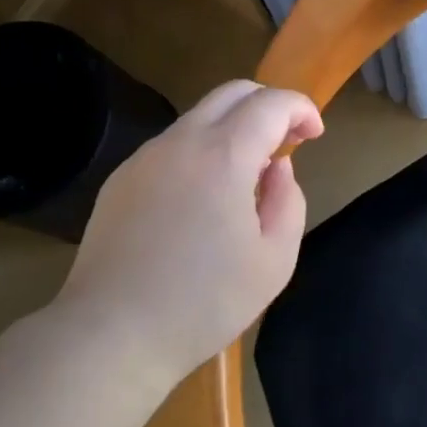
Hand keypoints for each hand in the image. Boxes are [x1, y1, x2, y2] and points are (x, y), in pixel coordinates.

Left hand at [58, 80, 322, 390]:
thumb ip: (288, 201)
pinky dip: (201, 150)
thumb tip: (277, 168)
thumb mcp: (274, 260)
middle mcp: (181, 141)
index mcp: (224, 155)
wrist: (111, 334)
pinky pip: (172, 146)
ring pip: (199, 117)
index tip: (315, 134)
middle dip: (268, 105)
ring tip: (247, 175)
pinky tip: (203, 197)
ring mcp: (145, 157)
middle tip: (287, 140)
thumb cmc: (204, 302)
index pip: (271, 103)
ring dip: (233, 128)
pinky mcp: (121, 179)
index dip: (301, 108)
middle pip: (232, 92)